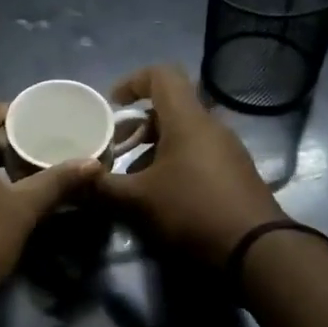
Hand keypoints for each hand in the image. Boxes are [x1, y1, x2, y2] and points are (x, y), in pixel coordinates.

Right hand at [95, 65, 284, 265]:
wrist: (257, 250)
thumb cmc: (192, 211)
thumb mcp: (137, 201)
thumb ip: (99, 187)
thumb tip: (70, 180)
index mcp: (187, 120)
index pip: (161, 75)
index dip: (132, 82)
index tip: (112, 104)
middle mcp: (210, 126)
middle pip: (170, 107)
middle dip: (138, 124)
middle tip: (115, 148)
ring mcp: (227, 149)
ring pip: (184, 132)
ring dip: (154, 146)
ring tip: (132, 176)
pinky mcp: (235, 172)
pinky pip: (198, 152)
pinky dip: (173, 161)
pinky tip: (159, 194)